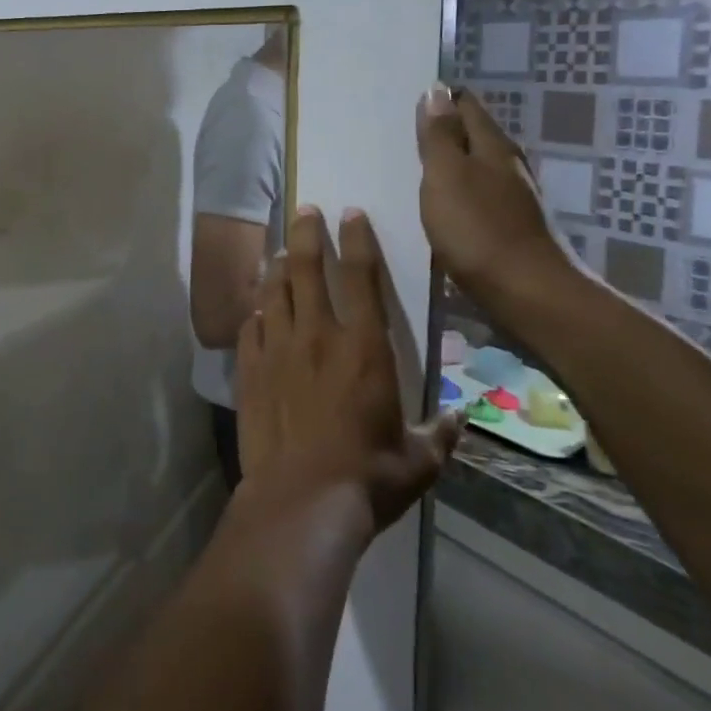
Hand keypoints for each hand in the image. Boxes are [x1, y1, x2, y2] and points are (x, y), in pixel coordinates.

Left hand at [235, 207, 463, 532]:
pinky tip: (259, 307)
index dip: (357, 239)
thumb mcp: (418, 461)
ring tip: (281, 250)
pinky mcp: (250, 369)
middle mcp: (318, 335)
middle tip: (305, 210)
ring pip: (275, 291)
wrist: (301, 500)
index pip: (362, 276)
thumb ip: (440, 434)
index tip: (350, 213)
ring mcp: (278, 349)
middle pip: (308, 268)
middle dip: (308, 234)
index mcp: (364, 347)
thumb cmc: (368, 478)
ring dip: (279, 266)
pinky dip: (257, 311)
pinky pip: (251, 326)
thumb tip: (460, 419)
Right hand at [416, 83, 575, 308]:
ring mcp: (512, 198)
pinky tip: (438, 205)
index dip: (440, 99)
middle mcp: (508, 166)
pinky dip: (456, 192)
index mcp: (493, 146)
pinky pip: (476, 196)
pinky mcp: (508, 227)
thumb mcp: (446, 175)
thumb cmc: (478, 229)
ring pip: (475, 167)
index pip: (466, 106)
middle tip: (402, 132)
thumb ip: (439, 135)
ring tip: (413, 167)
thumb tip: (436, 90)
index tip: (408, 100)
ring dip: (449, 163)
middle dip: (442, 130)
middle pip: (473, 135)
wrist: (525, 293)